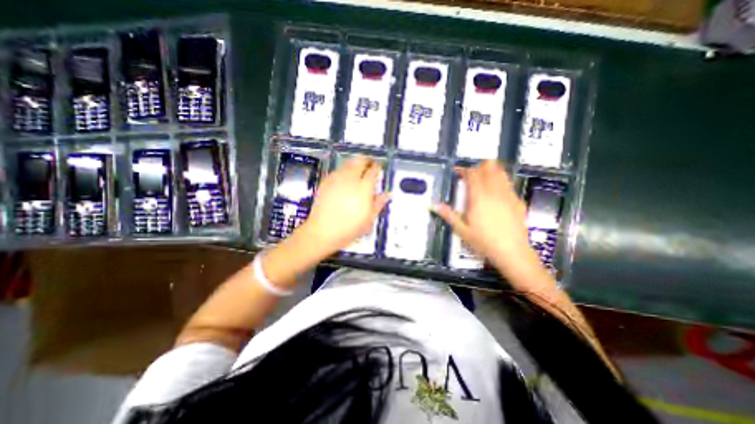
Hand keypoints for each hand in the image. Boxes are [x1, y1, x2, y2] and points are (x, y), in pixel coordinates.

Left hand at [298, 155, 388, 254]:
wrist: (323, 231)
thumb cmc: (349, 228)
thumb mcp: (369, 219)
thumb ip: (379, 204)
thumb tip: (387, 194)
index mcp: (363, 188)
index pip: (373, 171)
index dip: (377, 168)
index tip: (379, 168)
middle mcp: (350, 179)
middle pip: (360, 162)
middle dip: (367, 161)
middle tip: (370, 164)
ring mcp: (337, 179)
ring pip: (348, 163)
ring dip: (355, 163)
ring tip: (358, 168)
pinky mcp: (326, 182)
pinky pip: (337, 170)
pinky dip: (343, 169)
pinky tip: (344, 176)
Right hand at [431, 161, 535, 275]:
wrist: (512, 252)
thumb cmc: (483, 241)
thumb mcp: (461, 230)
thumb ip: (448, 215)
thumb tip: (433, 205)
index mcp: (478, 198)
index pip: (472, 174)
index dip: (464, 170)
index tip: (458, 172)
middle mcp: (494, 192)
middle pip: (489, 167)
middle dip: (478, 167)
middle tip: (471, 176)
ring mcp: (508, 195)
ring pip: (501, 173)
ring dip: (491, 172)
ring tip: (483, 181)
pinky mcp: (517, 201)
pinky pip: (509, 184)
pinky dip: (500, 183)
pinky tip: (496, 195)